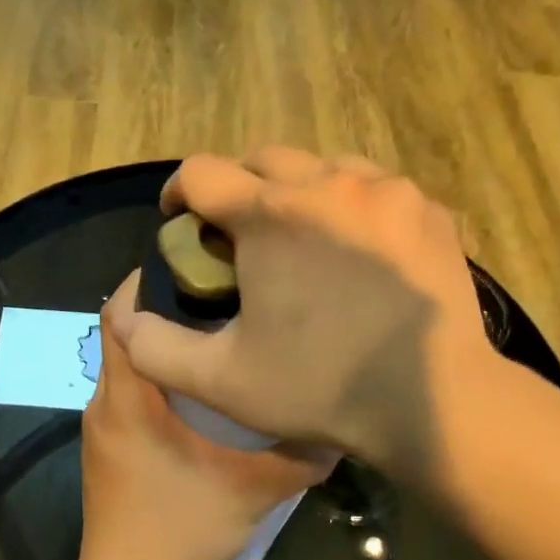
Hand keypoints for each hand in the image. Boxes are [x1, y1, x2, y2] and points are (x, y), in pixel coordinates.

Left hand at [77, 276, 334, 559]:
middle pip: (120, 334)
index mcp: (129, 399)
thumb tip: (337, 424)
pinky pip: (125, 394)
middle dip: (161, 309)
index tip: (190, 263)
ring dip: (161, 348)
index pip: (116, 316)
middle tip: (217, 295)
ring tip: (214, 337)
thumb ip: (299, 457)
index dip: (144, 281)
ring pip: (125, 366)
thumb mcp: (252, 492)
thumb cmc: (181, 532)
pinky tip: (197, 394)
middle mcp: (104, 403)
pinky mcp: (105, 449)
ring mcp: (99, 427)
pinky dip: (154, 380)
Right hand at [104, 149, 498, 486]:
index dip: (178, 194)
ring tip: (299, 240)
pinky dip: (351, 208)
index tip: (177, 222)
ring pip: (323, 166)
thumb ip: (155, 347)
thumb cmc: (320, 387)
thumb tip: (125, 317)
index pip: (201, 172)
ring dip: (297, 192)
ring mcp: (388, 192)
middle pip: (261, 159)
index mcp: (271, 215)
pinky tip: (356, 253)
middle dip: (237, 189)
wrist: (433, 401)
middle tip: (236, 237)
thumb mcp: (220, 380)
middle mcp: (329, 182)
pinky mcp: (429, 211)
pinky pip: (375, 190)